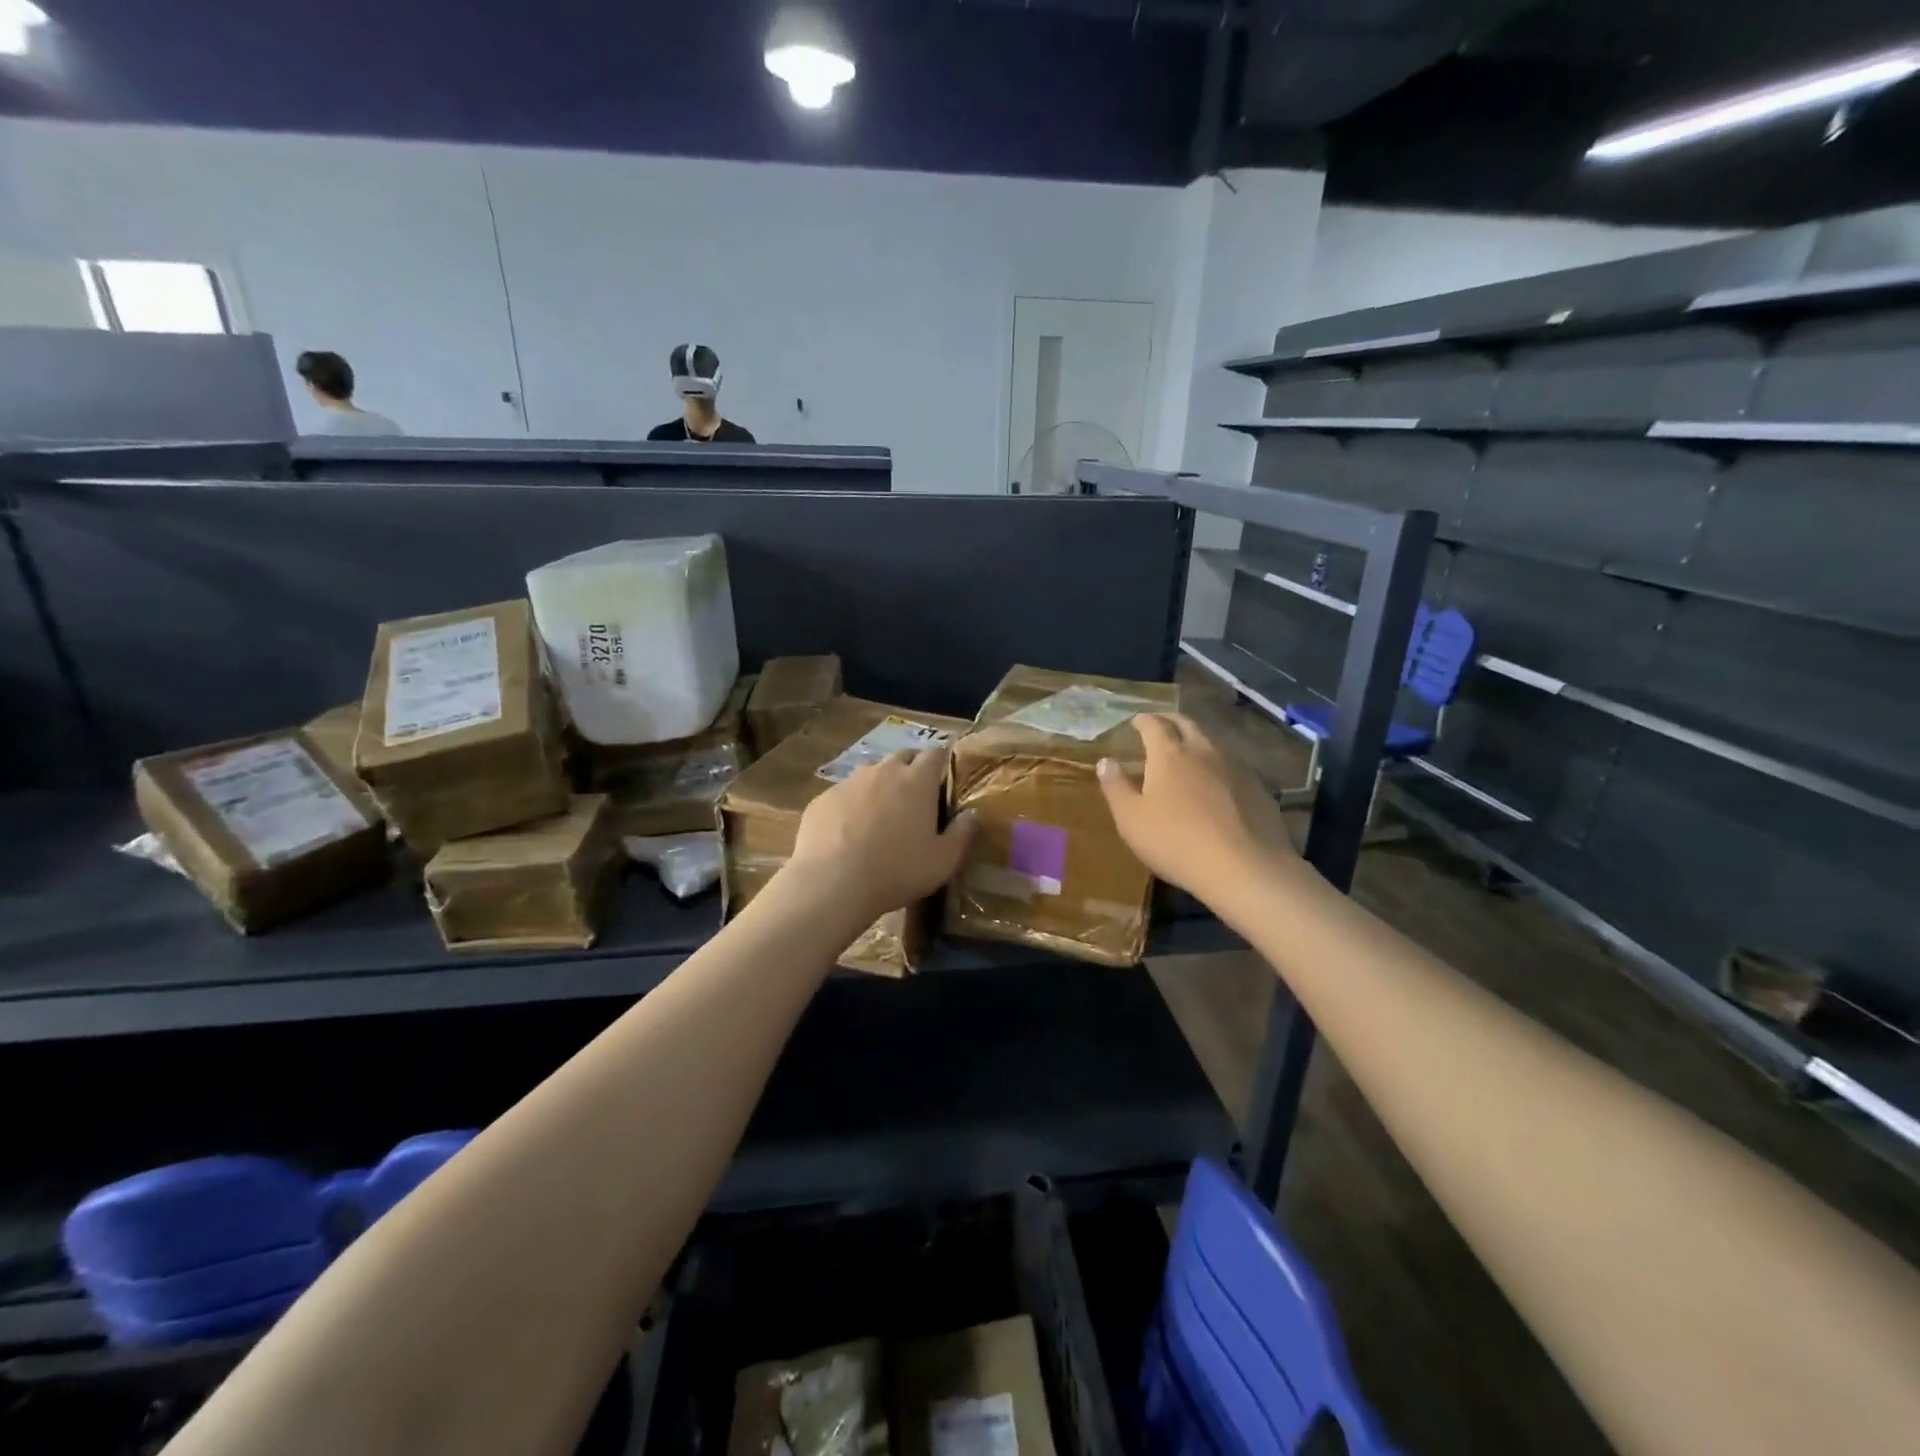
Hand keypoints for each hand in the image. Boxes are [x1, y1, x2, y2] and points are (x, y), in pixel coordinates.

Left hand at [788, 748, 975, 921]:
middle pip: (902, 756)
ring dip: (880, 786)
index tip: (943, 780)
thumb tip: (972, 815)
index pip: (935, 754)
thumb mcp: (942, 861)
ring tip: (880, 815)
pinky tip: (848, 831)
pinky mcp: (822, 798)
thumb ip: (962, 834)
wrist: (832, 883)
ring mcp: (849, 782)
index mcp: (917, 781)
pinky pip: (844, 793)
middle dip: (910, 769)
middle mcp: (883, 771)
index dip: (940, 763)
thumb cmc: (897, 871)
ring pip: (870, 773)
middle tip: (914, 798)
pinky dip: (851, 804)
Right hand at [1096, 713, 1295, 897]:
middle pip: (1187, 724)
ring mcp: (1235, 767)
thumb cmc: (1176, 842)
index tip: (1136, 721)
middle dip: (1171, 721)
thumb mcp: (1131, 819)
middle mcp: (1204, 751)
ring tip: (1188, 750)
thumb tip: (1105, 761)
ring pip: (1213, 742)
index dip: (1143, 720)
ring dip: (1197, 739)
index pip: (1154, 725)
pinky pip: (1233, 765)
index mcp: (1170, 754)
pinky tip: (1217, 782)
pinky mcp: (1258, 788)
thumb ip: (1116, 787)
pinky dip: (1218, 765)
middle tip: (1161, 725)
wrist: (1244, 868)